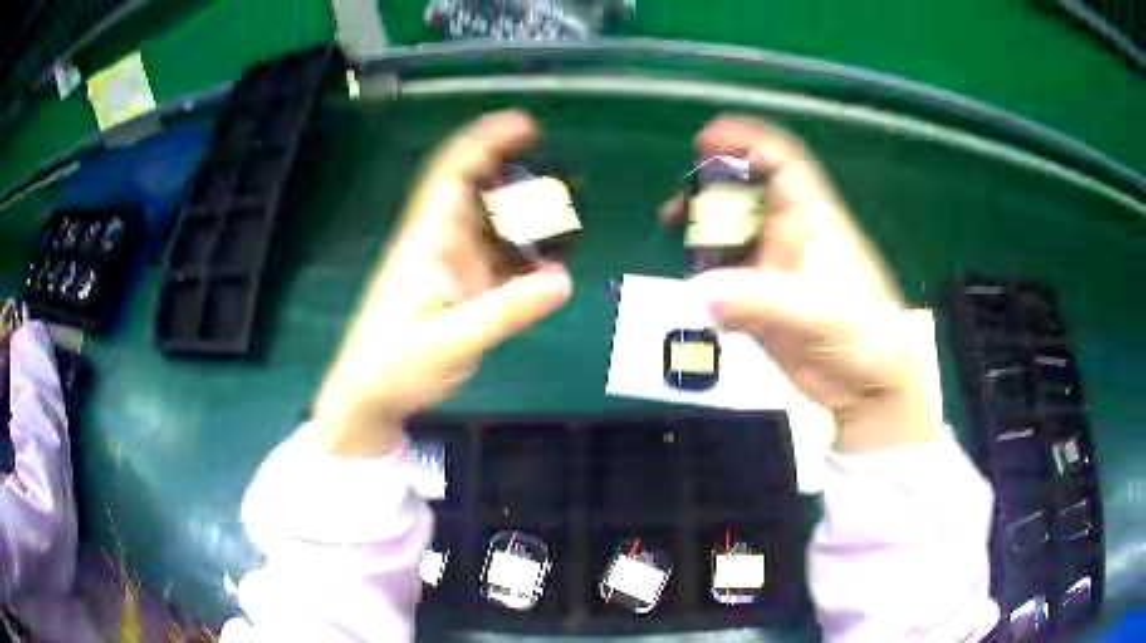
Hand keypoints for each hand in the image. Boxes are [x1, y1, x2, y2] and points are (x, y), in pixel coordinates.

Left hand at [316, 111, 572, 457]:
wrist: (371, 398)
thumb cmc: (394, 366)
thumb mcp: (448, 343)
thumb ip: (503, 313)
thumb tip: (562, 280)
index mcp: (427, 241)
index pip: (453, 174)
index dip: (485, 143)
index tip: (525, 125)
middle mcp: (441, 244)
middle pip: (480, 192)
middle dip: (518, 175)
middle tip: (567, 178)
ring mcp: (453, 267)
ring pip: (494, 226)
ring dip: (528, 218)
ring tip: (569, 219)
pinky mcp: (463, 290)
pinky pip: (500, 262)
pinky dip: (527, 258)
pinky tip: (551, 267)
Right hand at [666, 116, 937, 452]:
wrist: (870, 391)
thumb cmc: (867, 339)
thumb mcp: (821, 314)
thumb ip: (761, 302)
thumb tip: (698, 293)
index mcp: (815, 222)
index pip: (782, 163)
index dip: (746, 141)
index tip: (705, 140)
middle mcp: (791, 237)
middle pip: (745, 194)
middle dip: (710, 191)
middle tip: (677, 211)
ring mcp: (775, 270)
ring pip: (731, 235)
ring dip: (703, 236)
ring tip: (679, 248)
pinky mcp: (762, 304)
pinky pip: (726, 279)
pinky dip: (706, 280)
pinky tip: (695, 290)